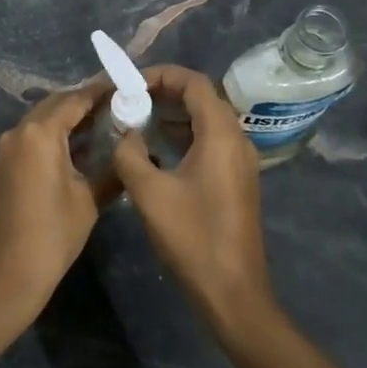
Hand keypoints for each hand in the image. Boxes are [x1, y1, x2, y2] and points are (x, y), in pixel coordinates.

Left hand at [0, 78, 113, 322]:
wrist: (7, 277)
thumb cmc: (53, 234)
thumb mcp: (89, 200)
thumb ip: (111, 170)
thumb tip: (129, 153)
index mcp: (39, 133)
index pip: (74, 100)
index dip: (99, 92)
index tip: (122, 85)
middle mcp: (18, 133)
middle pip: (54, 105)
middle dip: (83, 103)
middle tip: (114, 104)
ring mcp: (5, 150)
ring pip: (40, 122)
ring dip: (66, 120)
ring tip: (101, 124)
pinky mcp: (1, 168)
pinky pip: (30, 140)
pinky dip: (52, 138)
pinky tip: (76, 150)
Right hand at [113, 65, 277, 341]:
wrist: (233, 292)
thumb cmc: (192, 238)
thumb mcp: (149, 193)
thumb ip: (130, 154)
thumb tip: (126, 134)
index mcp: (221, 134)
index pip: (194, 82)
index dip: (161, 74)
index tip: (130, 83)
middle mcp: (236, 139)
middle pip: (202, 97)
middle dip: (165, 92)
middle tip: (129, 100)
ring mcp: (240, 160)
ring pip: (206, 120)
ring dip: (173, 114)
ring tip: (137, 120)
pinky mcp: (237, 179)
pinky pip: (210, 141)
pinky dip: (184, 135)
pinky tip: (157, 150)